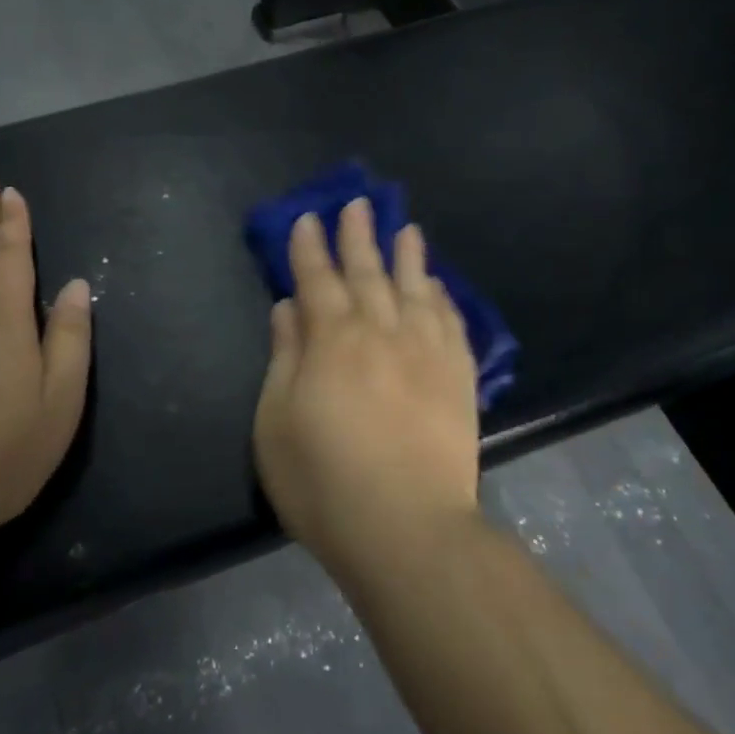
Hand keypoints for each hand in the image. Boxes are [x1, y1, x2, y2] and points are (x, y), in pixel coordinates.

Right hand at [252, 199, 480, 583]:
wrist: (407, 529)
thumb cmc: (324, 481)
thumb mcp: (276, 422)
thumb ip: (284, 357)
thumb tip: (288, 308)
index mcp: (332, 340)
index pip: (316, 279)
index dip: (309, 247)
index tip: (308, 217)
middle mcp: (381, 332)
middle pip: (367, 273)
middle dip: (358, 235)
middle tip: (358, 203)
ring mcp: (425, 352)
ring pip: (415, 289)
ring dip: (407, 255)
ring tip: (405, 227)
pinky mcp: (458, 378)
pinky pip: (451, 323)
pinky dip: (442, 298)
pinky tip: (437, 286)